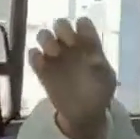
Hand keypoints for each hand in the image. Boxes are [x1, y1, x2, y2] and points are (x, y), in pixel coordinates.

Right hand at [28, 18, 117, 138]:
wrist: (85, 115)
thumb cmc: (99, 93)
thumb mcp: (106, 78)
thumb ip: (98, 62)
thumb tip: (88, 51)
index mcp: (88, 44)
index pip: (83, 23)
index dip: (81, 27)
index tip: (82, 40)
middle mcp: (69, 45)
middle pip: (61, 24)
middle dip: (62, 29)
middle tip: (67, 43)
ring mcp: (54, 56)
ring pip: (43, 35)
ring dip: (47, 40)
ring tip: (54, 54)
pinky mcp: (42, 70)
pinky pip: (33, 55)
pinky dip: (35, 56)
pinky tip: (42, 65)